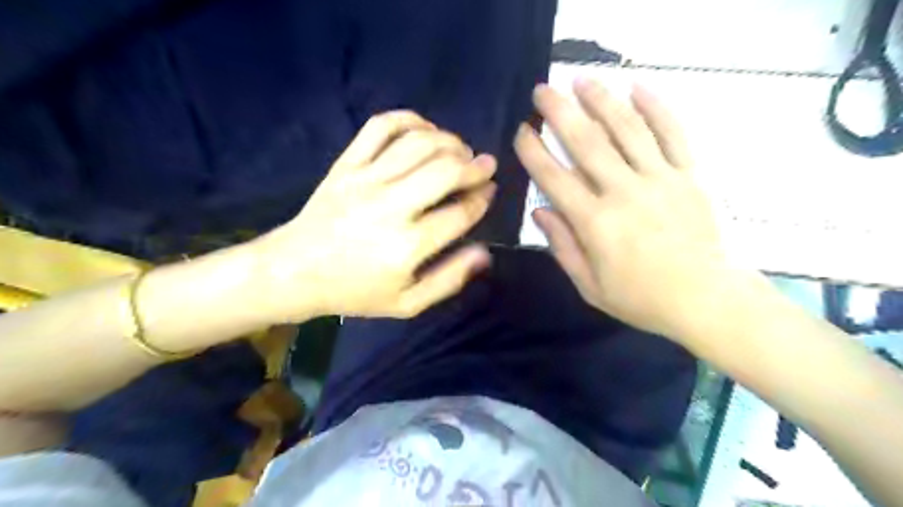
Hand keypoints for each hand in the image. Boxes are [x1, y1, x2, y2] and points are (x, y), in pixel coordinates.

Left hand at [254, 111, 496, 320]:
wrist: (294, 271)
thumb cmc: (355, 291)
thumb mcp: (407, 303)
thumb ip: (449, 280)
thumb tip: (485, 253)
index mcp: (407, 246)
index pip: (460, 213)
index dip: (482, 199)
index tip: (489, 192)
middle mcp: (391, 207)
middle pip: (445, 171)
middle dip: (475, 166)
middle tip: (485, 166)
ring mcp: (366, 180)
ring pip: (419, 144)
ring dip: (449, 141)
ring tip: (461, 149)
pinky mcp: (346, 164)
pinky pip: (380, 128)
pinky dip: (408, 119)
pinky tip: (425, 130)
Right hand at [515, 79, 747, 340]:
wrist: (708, 300)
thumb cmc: (642, 299)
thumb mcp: (589, 285)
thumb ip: (562, 246)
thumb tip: (539, 212)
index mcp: (595, 223)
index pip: (555, 178)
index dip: (534, 152)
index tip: (522, 131)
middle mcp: (624, 192)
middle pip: (586, 142)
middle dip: (560, 112)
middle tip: (542, 91)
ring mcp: (661, 178)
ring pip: (627, 128)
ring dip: (601, 100)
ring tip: (581, 79)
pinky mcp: (691, 174)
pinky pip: (673, 133)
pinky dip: (656, 107)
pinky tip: (638, 88)